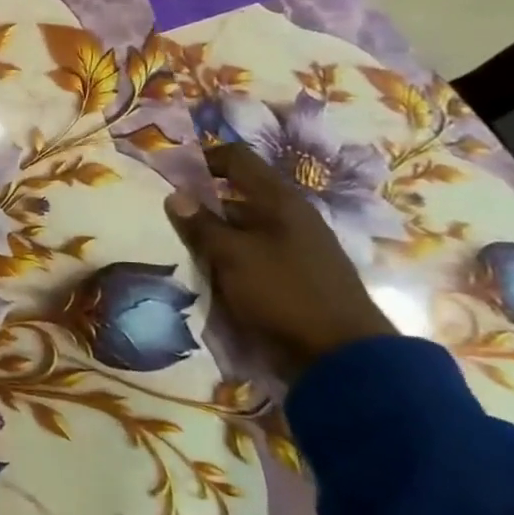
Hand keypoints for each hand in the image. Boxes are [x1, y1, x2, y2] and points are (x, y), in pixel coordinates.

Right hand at [165, 143, 393, 380]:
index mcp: (279, 201)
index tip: (171, 175)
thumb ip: (200, 225)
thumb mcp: (232, 256)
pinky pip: (254, 253)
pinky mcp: (297, 274)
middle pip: (237, 195)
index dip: (203, 159)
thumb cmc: (284, 293)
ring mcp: (297, 246)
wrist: (344, 356)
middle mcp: (291, 216)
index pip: (237, 158)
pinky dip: (230, 258)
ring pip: (243, 228)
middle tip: (170, 222)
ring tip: (184, 252)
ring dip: (214, 236)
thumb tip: (174, 196)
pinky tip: (212, 276)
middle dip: (202, 205)